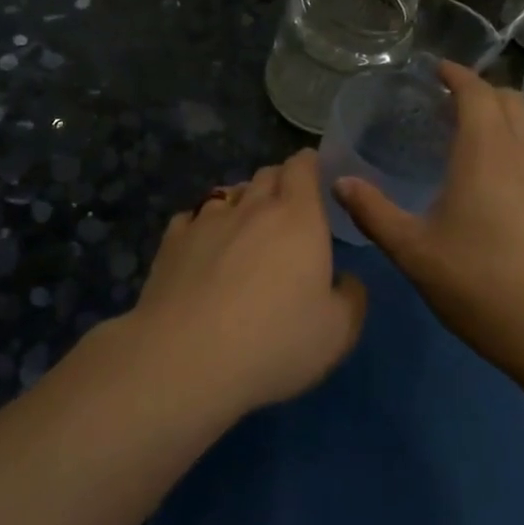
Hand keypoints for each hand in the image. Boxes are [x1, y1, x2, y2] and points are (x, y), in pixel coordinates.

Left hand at [129, 150, 366, 414]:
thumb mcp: (338, 332)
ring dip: (242, 202)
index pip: (302, 167)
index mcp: (297, 217)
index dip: (309, 164)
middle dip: (279, 182)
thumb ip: (351, 297)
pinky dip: (203, 224)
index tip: (314, 175)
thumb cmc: (274, 342)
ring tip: (245, 227)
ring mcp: (206, 220)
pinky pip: (192, 218)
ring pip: (229, 193)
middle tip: (287, 207)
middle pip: (266, 175)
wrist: (185, 359)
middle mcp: (252, 207)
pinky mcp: (172, 241)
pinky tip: (203, 246)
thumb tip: (346, 280)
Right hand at [333, 63, 523, 383]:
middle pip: (509, 98)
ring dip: (498, 117)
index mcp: (486, 151)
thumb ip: (374, 213)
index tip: (434, 68)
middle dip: (479, 90)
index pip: (476, 91)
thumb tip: (340, 182)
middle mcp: (523, 154)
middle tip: (444, 101)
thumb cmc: (482, 284)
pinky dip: (510, 145)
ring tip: (462, 137)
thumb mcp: (414, 251)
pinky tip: (489, 180)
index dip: (456, 74)